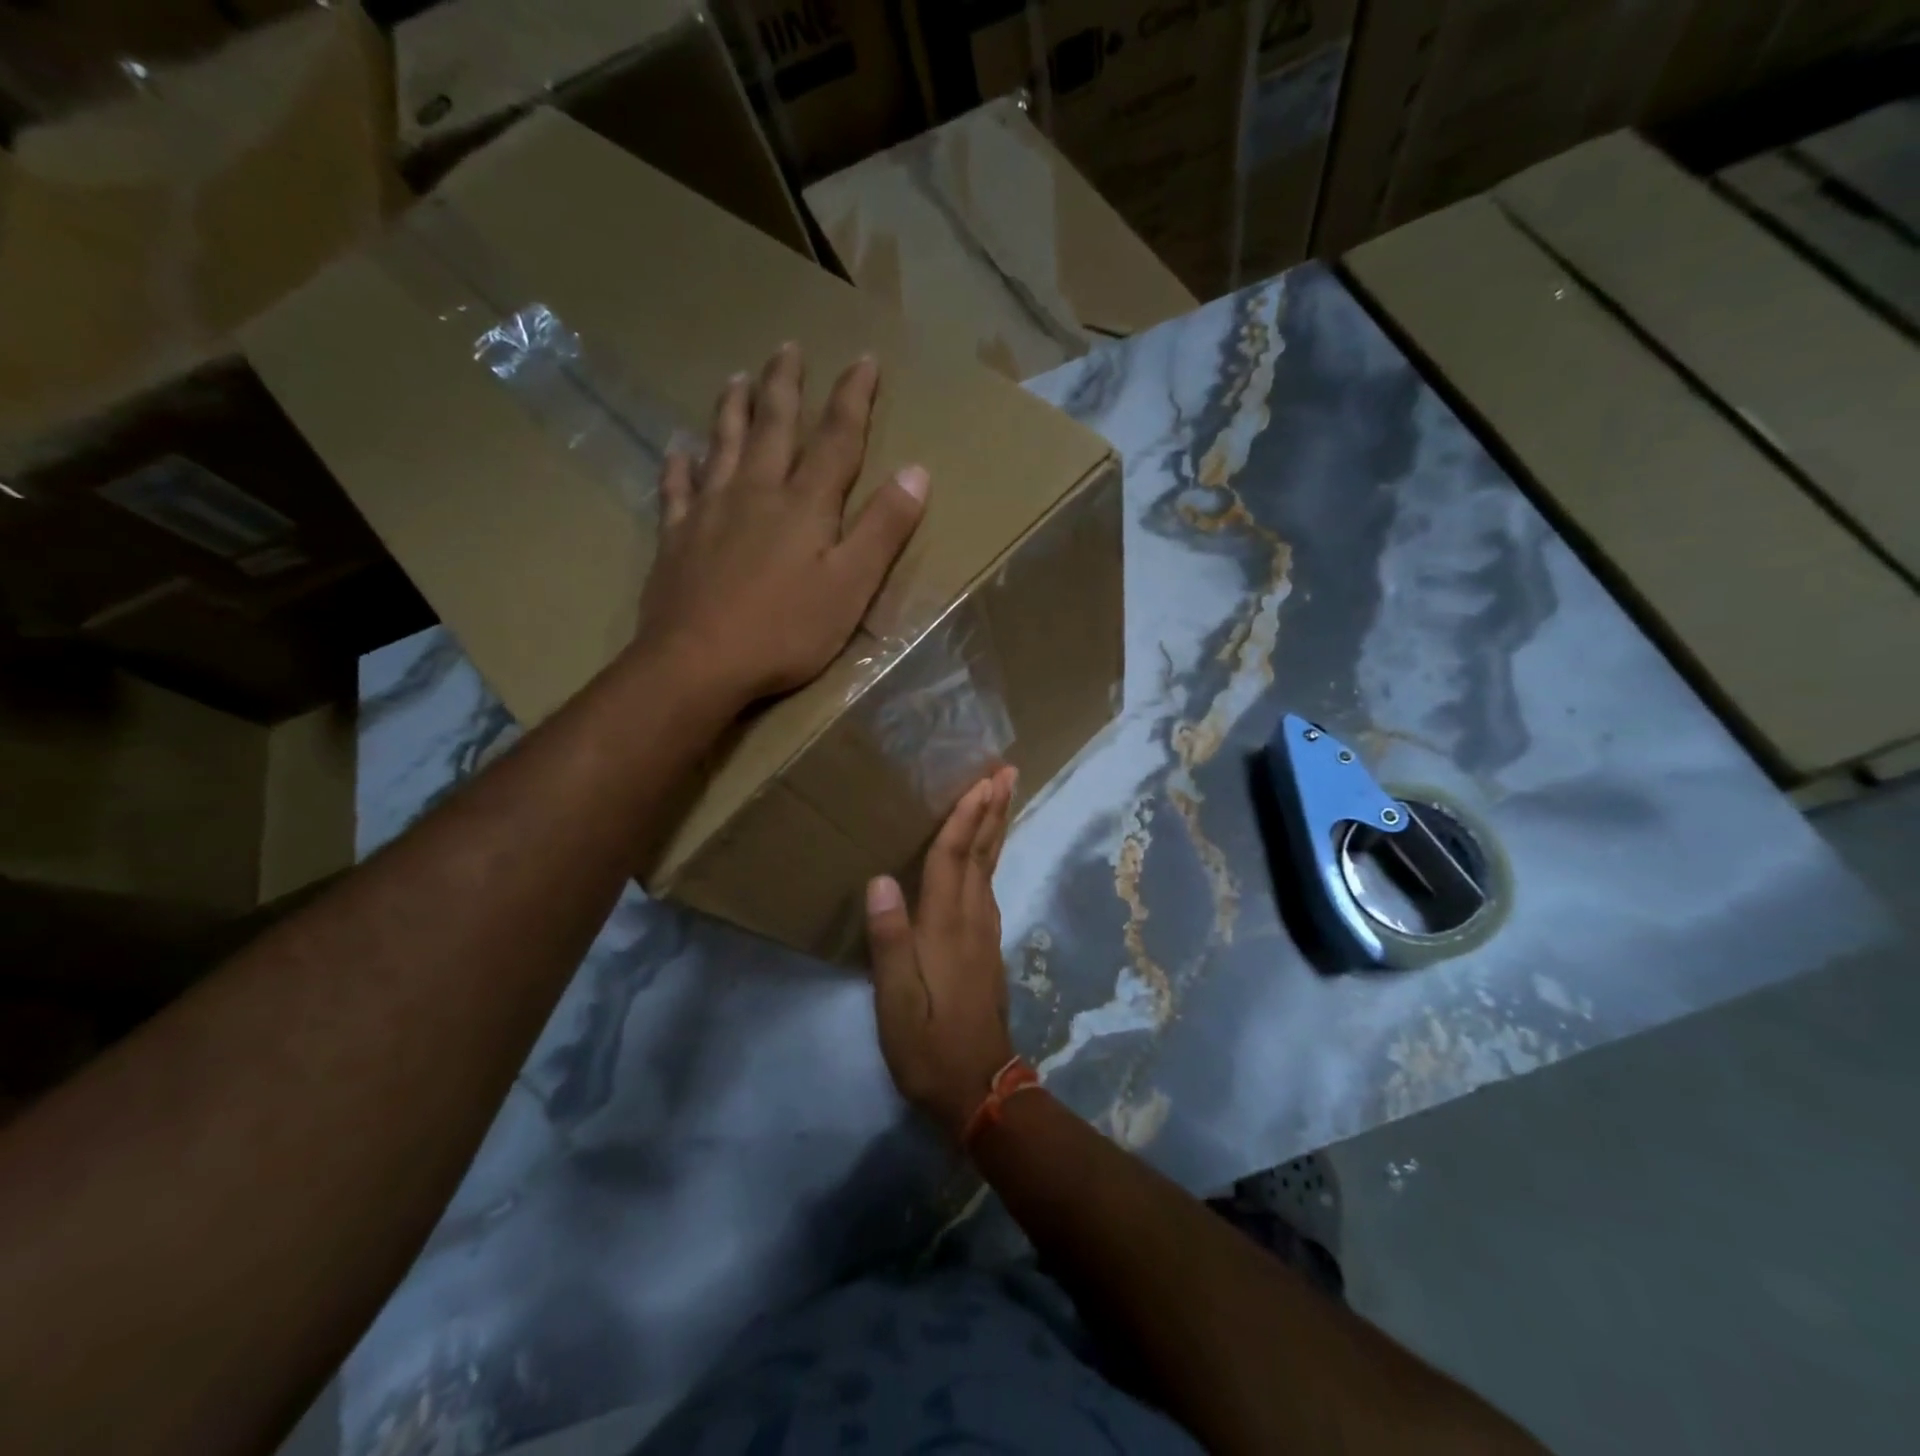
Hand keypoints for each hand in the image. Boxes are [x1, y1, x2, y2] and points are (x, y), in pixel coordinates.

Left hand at [634, 344, 928, 706]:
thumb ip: (883, 529)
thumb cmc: (786, 631)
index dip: (853, 398)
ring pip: (723, 445)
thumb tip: (916, 471)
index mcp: (805, 504)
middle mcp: (756, 492)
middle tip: (787, 347)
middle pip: (773, 426)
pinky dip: (679, 466)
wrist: (698, 662)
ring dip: (733, 409)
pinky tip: (678, 451)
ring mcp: (710, 512)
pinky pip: (677, 490)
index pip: (836, 438)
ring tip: (736, 377)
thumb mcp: (852, 586)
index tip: (863, 360)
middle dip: (785, 385)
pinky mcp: (677, 538)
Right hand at [866, 766, 1019, 1139]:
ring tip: (1001, 797)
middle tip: (1008, 772)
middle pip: (983, 853)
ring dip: (996, 827)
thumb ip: (890, 941)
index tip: (981, 780)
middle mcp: (972, 919)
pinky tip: (986, 855)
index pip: (953, 859)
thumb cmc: (929, 1044)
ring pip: (991, 867)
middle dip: (994, 810)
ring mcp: (985, 933)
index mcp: (946, 926)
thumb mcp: (897, 1001)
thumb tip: (880, 880)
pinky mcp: (987, 947)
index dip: (965, 818)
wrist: (979, 1088)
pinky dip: (990, 857)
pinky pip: (989, 886)